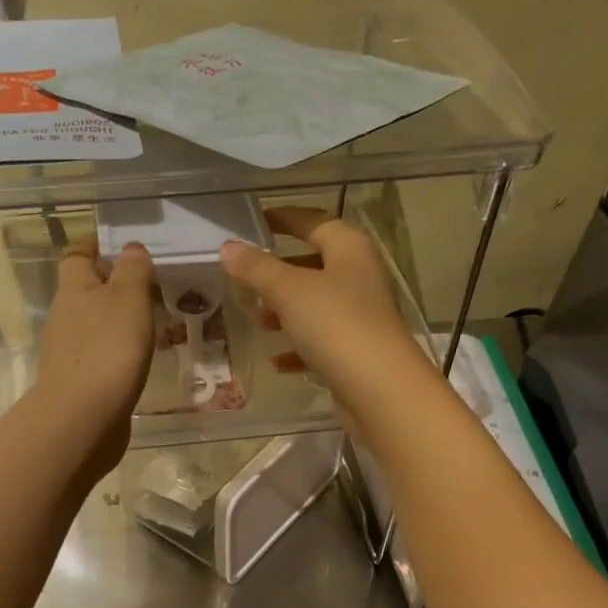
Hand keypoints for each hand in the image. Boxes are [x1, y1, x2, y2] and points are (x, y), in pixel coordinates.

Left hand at [30, 236, 154, 479]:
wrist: (83, 419)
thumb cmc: (108, 350)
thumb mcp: (128, 299)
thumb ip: (132, 271)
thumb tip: (130, 248)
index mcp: (74, 290)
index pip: (77, 256)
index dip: (94, 246)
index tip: (116, 242)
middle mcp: (65, 318)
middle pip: (85, 292)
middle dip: (112, 286)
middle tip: (149, 285)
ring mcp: (70, 353)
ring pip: (95, 326)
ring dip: (118, 321)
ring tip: (153, 322)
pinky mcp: (80, 383)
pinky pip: (101, 356)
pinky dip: (118, 352)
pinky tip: (140, 359)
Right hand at [221, 207, 430, 423]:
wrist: (379, 389)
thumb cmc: (336, 325)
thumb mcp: (289, 291)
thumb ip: (257, 268)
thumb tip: (228, 247)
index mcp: (349, 249)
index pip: (314, 221)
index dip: (285, 219)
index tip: (255, 221)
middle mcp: (358, 276)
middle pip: (315, 264)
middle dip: (280, 271)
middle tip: (248, 277)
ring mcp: (359, 316)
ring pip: (316, 305)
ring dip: (286, 311)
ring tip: (258, 320)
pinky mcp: (355, 351)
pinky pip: (320, 342)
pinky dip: (298, 348)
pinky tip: (277, 361)